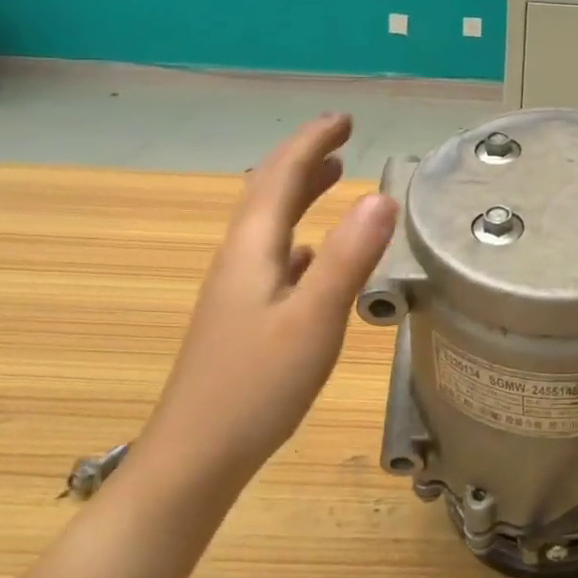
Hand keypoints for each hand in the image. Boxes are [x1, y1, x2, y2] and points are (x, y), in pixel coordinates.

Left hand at [128, 113, 396, 507]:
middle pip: (268, 192)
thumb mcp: (313, 319)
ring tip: (331, 175)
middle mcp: (240, 259)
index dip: (312, 142)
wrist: (195, 458)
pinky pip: (274, 255)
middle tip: (341, 137)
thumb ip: (348, 257)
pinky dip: (298, 234)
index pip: (281, 175)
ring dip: (299, 191)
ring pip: (270, 223)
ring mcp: (237, 289)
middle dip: (303, 157)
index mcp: (253, 249)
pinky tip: (312, 252)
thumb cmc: (255, 387)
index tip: (345, 119)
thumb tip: (382, 196)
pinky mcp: (242, 316)